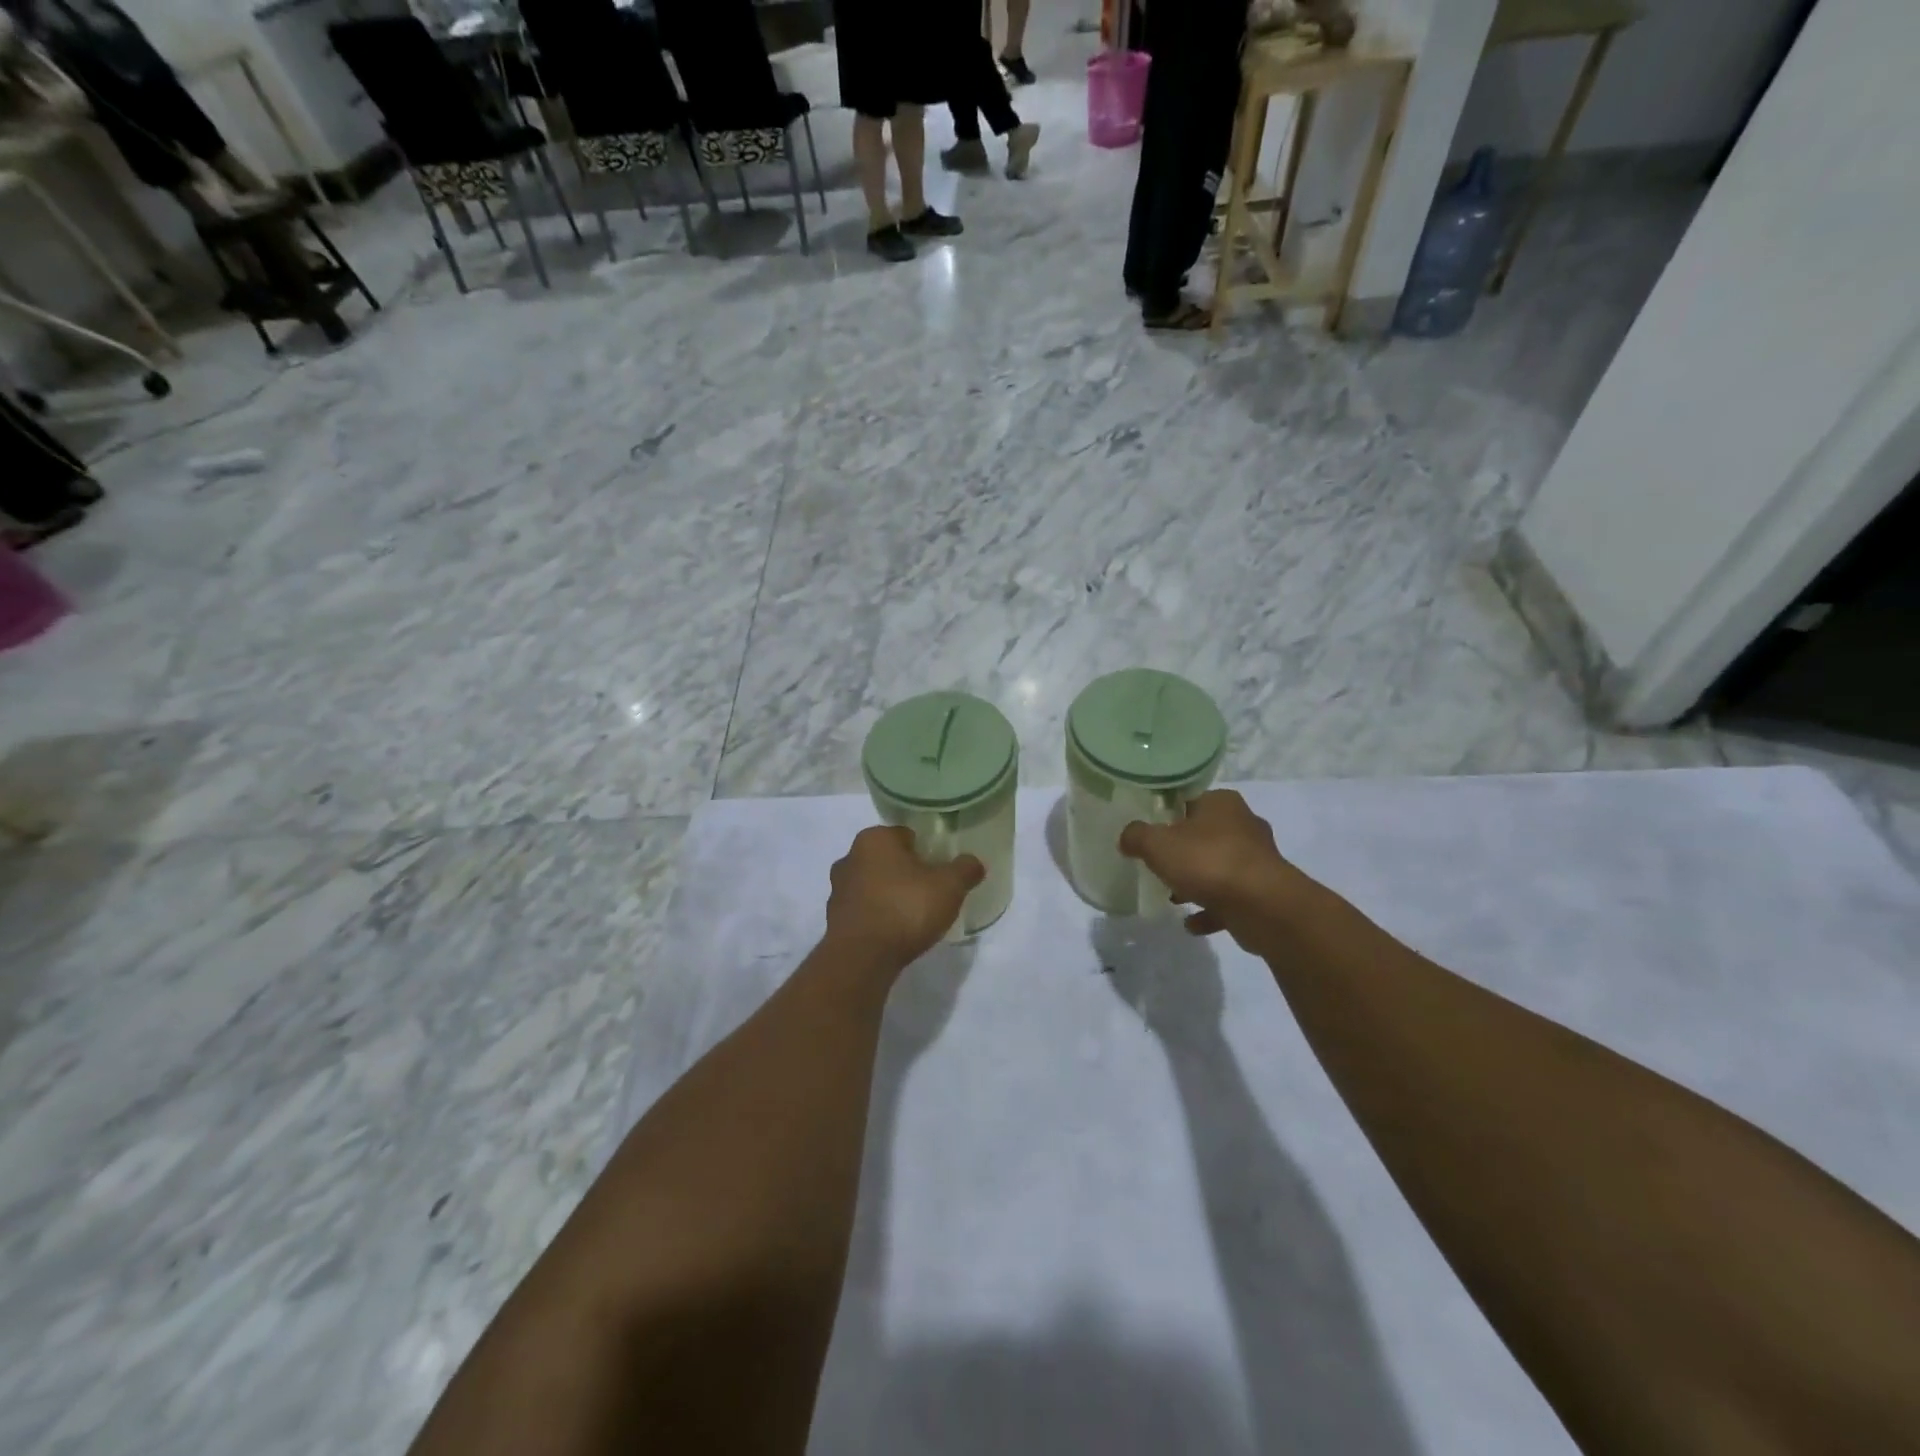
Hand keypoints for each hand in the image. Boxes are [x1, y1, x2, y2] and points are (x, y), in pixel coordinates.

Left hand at [825, 826, 984, 971]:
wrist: (862, 958)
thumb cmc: (906, 908)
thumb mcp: (949, 886)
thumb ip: (965, 869)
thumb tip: (974, 863)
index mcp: (874, 838)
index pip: (906, 835)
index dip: (927, 850)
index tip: (941, 870)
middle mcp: (850, 857)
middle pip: (888, 859)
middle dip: (907, 872)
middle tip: (931, 891)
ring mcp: (838, 889)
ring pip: (873, 884)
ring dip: (890, 895)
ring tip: (914, 915)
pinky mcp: (834, 919)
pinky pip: (864, 910)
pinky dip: (878, 916)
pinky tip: (895, 932)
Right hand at [1118, 790, 1313, 954]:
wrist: (1263, 906)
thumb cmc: (1208, 862)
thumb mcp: (1157, 844)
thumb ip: (1136, 836)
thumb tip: (1127, 837)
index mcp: (1222, 803)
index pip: (1189, 801)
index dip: (1167, 815)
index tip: (1150, 833)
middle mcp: (1245, 825)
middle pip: (1205, 835)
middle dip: (1183, 852)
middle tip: (1159, 866)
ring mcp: (1258, 860)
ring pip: (1218, 867)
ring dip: (1196, 882)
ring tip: (1173, 898)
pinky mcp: (1265, 892)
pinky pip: (1230, 899)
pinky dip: (1212, 910)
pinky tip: (1192, 923)